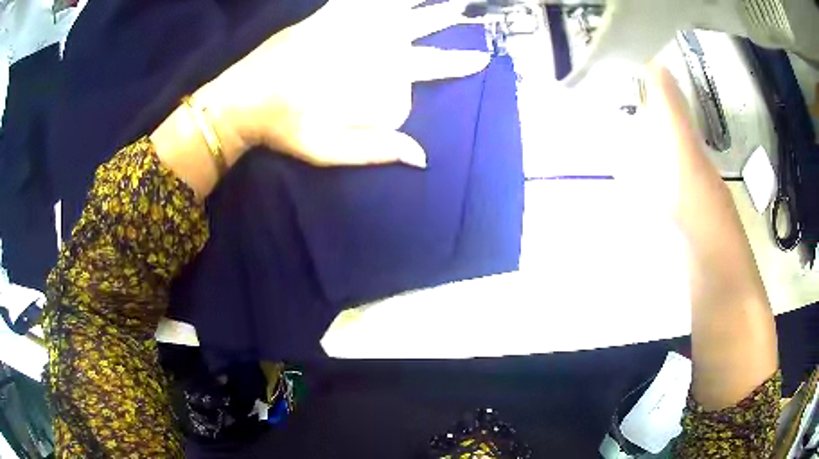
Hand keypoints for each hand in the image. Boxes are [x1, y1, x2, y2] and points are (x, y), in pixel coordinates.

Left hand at [197, 0, 489, 167]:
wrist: (244, 99)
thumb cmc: (285, 126)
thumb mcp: (330, 149)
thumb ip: (377, 149)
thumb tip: (423, 157)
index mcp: (375, 72)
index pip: (429, 66)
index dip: (458, 63)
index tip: (481, 58)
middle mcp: (369, 41)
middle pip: (418, 26)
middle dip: (444, 16)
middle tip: (465, 7)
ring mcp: (347, 24)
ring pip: (396, 6)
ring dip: (419, 2)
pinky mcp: (325, 15)